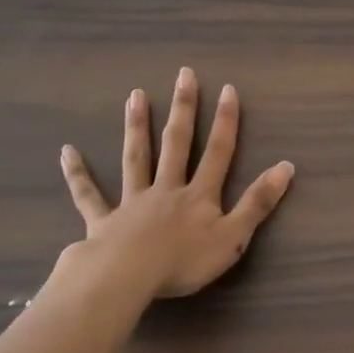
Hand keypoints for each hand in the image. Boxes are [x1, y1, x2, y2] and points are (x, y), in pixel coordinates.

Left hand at [58, 68, 294, 299]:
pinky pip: (89, 195)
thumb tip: (286, 167)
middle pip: (176, 144)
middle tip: (182, 74)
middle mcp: (166, 189)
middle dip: (182, 108)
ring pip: (136, 158)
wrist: (127, 278)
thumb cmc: (184, 262)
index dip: (225, 121)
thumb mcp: (233, 237)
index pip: (217, 152)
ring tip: (136, 96)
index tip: (227, 89)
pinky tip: (67, 152)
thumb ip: (258, 203)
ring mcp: (132, 202)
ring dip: (137, 127)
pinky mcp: (103, 220)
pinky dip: (78, 175)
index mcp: (198, 195)